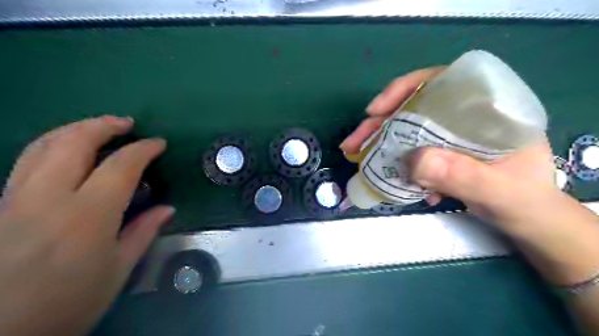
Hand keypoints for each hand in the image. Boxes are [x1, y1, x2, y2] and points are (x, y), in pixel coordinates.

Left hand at [0, 115, 172, 334]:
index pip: (120, 166)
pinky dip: (52, 146)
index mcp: (87, 216)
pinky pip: (26, 162)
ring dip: (75, 129)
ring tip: (98, 127)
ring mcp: (15, 199)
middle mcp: (48, 198)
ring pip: (42, 146)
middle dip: (104, 125)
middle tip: (127, 124)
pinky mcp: (0, 206)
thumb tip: (167, 209)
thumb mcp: (117, 271)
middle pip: (73, 143)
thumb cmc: (67, 304)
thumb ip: (143, 233)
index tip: (159, 144)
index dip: (143, 149)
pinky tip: (67, 151)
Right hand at [342, 68, 561, 236]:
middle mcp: (463, 116)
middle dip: (379, 124)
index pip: (441, 82)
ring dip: (380, 144)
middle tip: (352, 142)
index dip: (404, 89)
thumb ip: (463, 176)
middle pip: (413, 109)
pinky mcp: (440, 154)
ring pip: (406, 131)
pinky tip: (391, 178)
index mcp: (486, 109)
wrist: (528, 221)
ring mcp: (449, 136)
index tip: (376, 110)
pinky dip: (396, 162)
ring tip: (357, 157)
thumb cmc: (525, 202)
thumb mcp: (499, 191)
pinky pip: (410, 151)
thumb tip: (413, 160)